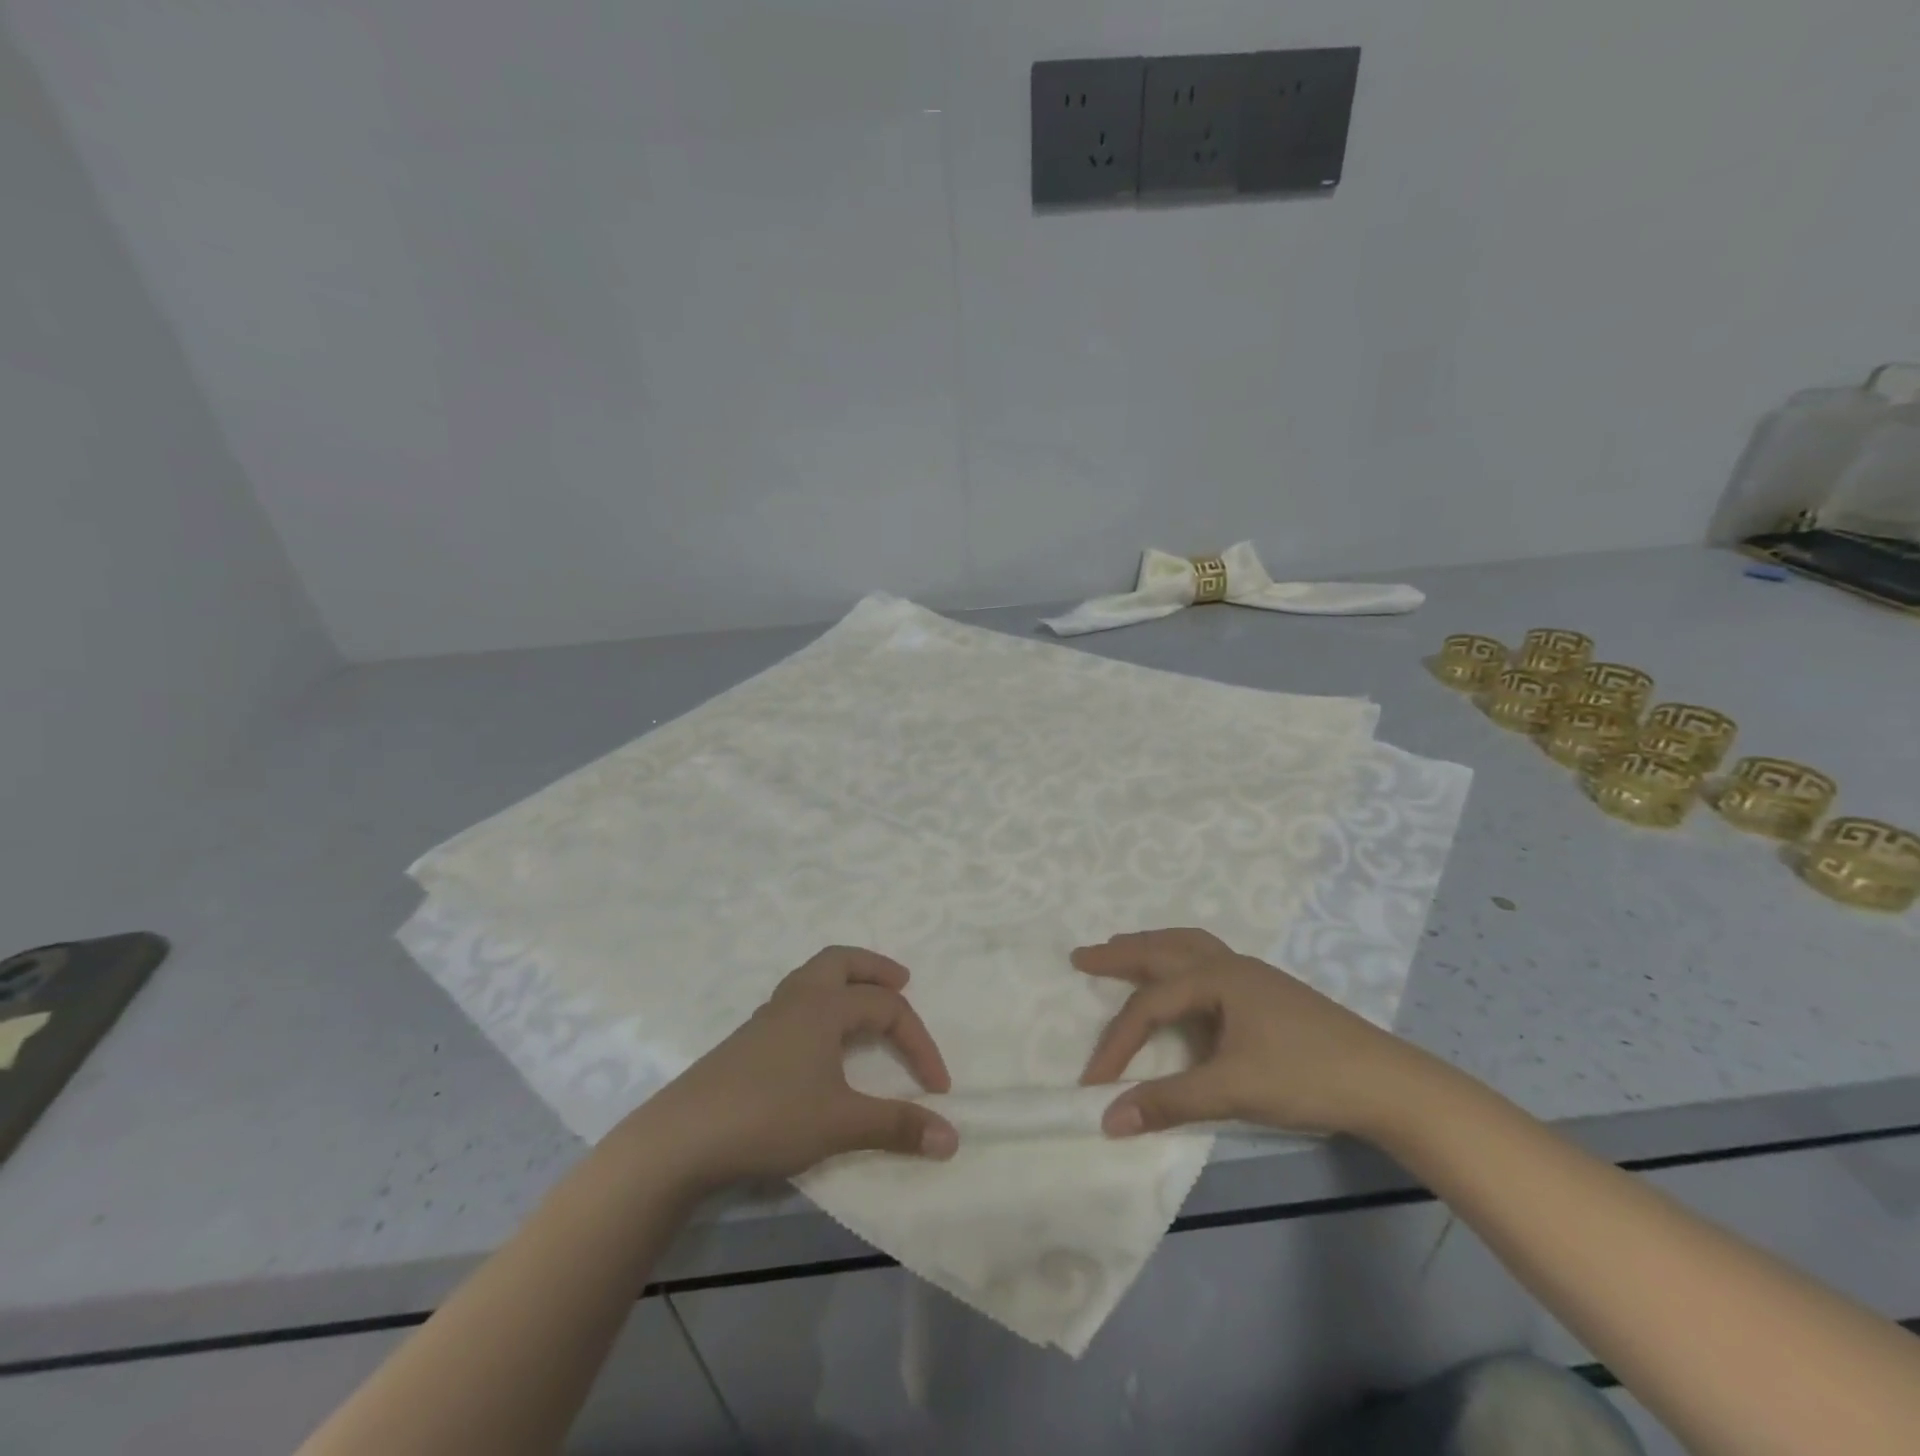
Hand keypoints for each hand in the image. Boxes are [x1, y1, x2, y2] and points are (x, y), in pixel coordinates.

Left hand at [621, 947, 958, 1190]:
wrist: (681, 1138)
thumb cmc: (769, 1118)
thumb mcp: (841, 1124)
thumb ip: (897, 1127)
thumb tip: (953, 1139)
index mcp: (825, 1006)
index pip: (888, 1009)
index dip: (920, 1043)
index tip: (938, 1088)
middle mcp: (798, 1000)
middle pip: (842, 961)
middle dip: (876, 968)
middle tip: (903, 981)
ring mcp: (768, 1018)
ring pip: (814, 977)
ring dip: (846, 981)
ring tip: (864, 1003)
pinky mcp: (748, 1040)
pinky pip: (796, 1001)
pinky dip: (821, 1002)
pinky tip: (820, 1038)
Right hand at [1075, 928, 1434, 1139]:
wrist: (1389, 1084)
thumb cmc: (1306, 1076)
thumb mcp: (1232, 1089)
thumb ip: (1168, 1100)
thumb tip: (1108, 1117)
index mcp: (1217, 977)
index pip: (1150, 1004)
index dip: (1116, 1042)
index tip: (1092, 1083)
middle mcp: (1230, 964)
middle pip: (1163, 950)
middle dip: (1120, 954)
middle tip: (1083, 956)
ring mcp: (1252, 975)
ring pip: (1188, 947)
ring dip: (1151, 948)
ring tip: (1123, 950)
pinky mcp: (1267, 993)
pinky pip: (1206, 961)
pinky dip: (1178, 960)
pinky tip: (1182, 982)